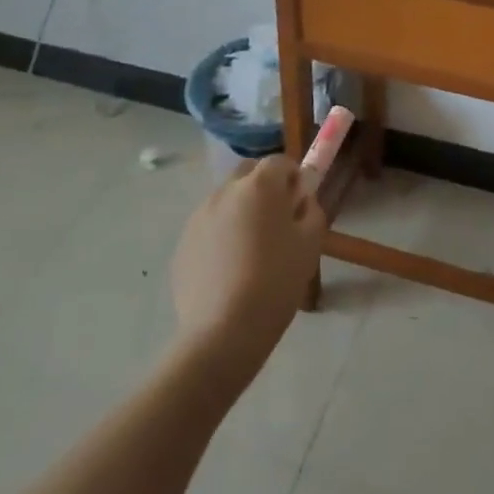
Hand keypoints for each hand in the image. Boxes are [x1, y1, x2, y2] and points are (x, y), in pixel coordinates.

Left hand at [171, 156, 325, 371]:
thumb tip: (300, 201)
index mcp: (259, 186)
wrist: (224, 331)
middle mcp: (225, 191)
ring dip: (241, 210)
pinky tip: (230, 269)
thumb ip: (311, 210)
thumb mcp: (311, 243)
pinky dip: (221, 235)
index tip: (299, 203)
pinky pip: (209, 226)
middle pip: (248, 173)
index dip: (293, 177)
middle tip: (277, 220)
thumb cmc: (276, 281)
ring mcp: (199, 216)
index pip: (279, 161)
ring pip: (226, 199)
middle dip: (264, 186)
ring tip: (251, 249)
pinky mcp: (183, 244)